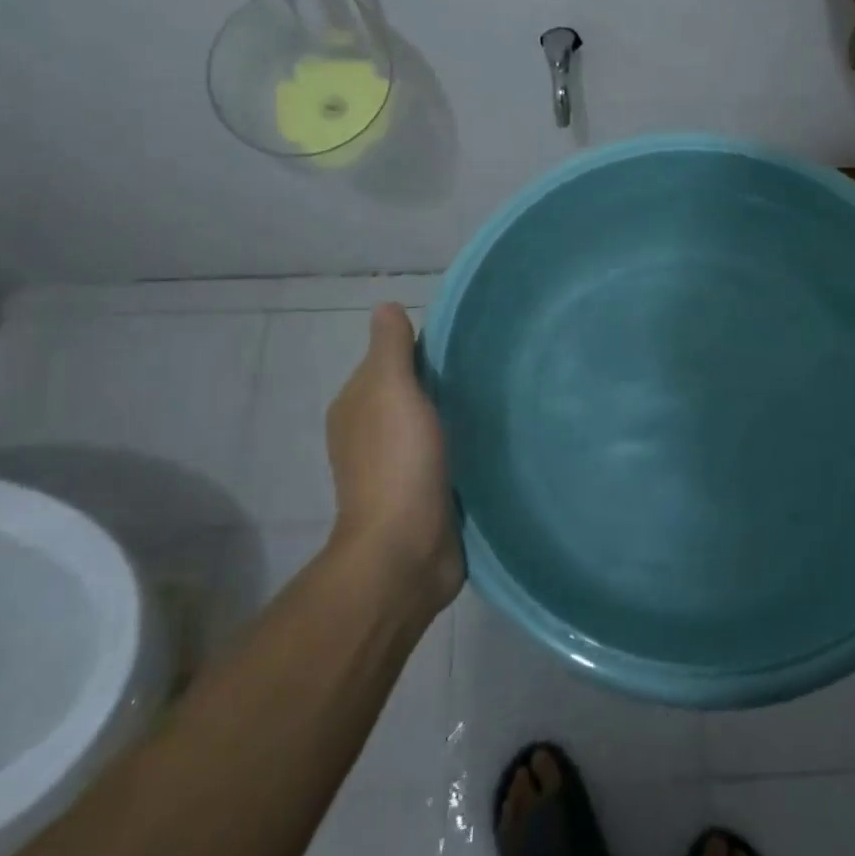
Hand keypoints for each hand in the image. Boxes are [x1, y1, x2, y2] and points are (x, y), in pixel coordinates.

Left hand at [325, 304, 463, 613]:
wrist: (406, 549)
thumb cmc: (397, 462)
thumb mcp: (391, 391)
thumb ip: (391, 349)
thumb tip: (386, 306)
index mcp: (356, 407)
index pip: (391, 362)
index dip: (423, 348)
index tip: (465, 340)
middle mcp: (371, 434)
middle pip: (412, 393)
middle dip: (444, 380)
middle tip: (490, 368)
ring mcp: (397, 467)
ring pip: (430, 425)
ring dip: (455, 414)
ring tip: (498, 398)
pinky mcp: (424, 493)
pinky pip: (445, 455)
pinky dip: (462, 444)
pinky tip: (491, 438)